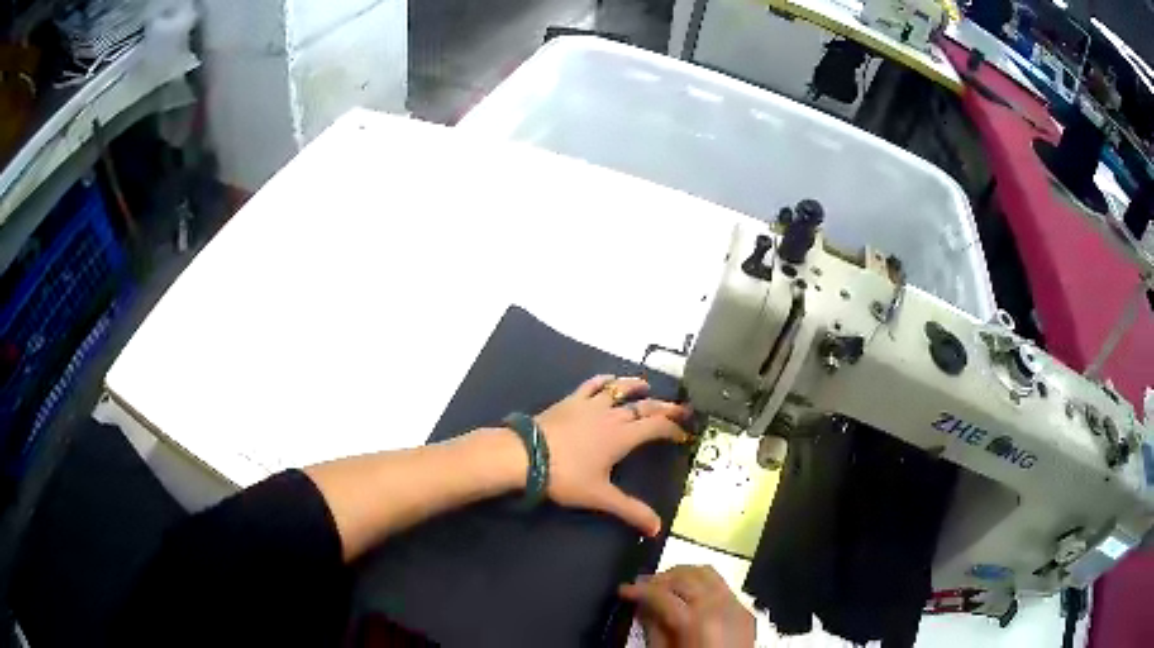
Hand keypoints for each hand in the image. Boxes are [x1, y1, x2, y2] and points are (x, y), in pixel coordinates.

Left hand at [535, 375, 690, 535]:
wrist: (525, 454)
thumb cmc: (566, 476)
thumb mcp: (600, 496)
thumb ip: (630, 511)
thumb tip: (656, 529)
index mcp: (622, 436)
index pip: (656, 427)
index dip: (673, 429)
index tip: (684, 433)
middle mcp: (611, 415)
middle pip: (644, 406)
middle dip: (664, 407)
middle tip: (679, 408)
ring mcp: (589, 405)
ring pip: (619, 389)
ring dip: (635, 386)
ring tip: (646, 385)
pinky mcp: (570, 401)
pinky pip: (591, 385)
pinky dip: (603, 380)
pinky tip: (608, 379)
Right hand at [620, 566, 754, 647]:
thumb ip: (653, 629)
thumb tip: (642, 607)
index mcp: (696, 621)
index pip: (662, 594)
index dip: (638, 590)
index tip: (624, 591)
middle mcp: (719, 606)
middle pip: (685, 577)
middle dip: (659, 579)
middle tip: (641, 587)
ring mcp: (736, 605)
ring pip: (706, 572)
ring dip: (682, 575)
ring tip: (664, 585)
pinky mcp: (745, 609)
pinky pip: (722, 585)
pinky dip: (702, 583)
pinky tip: (690, 594)